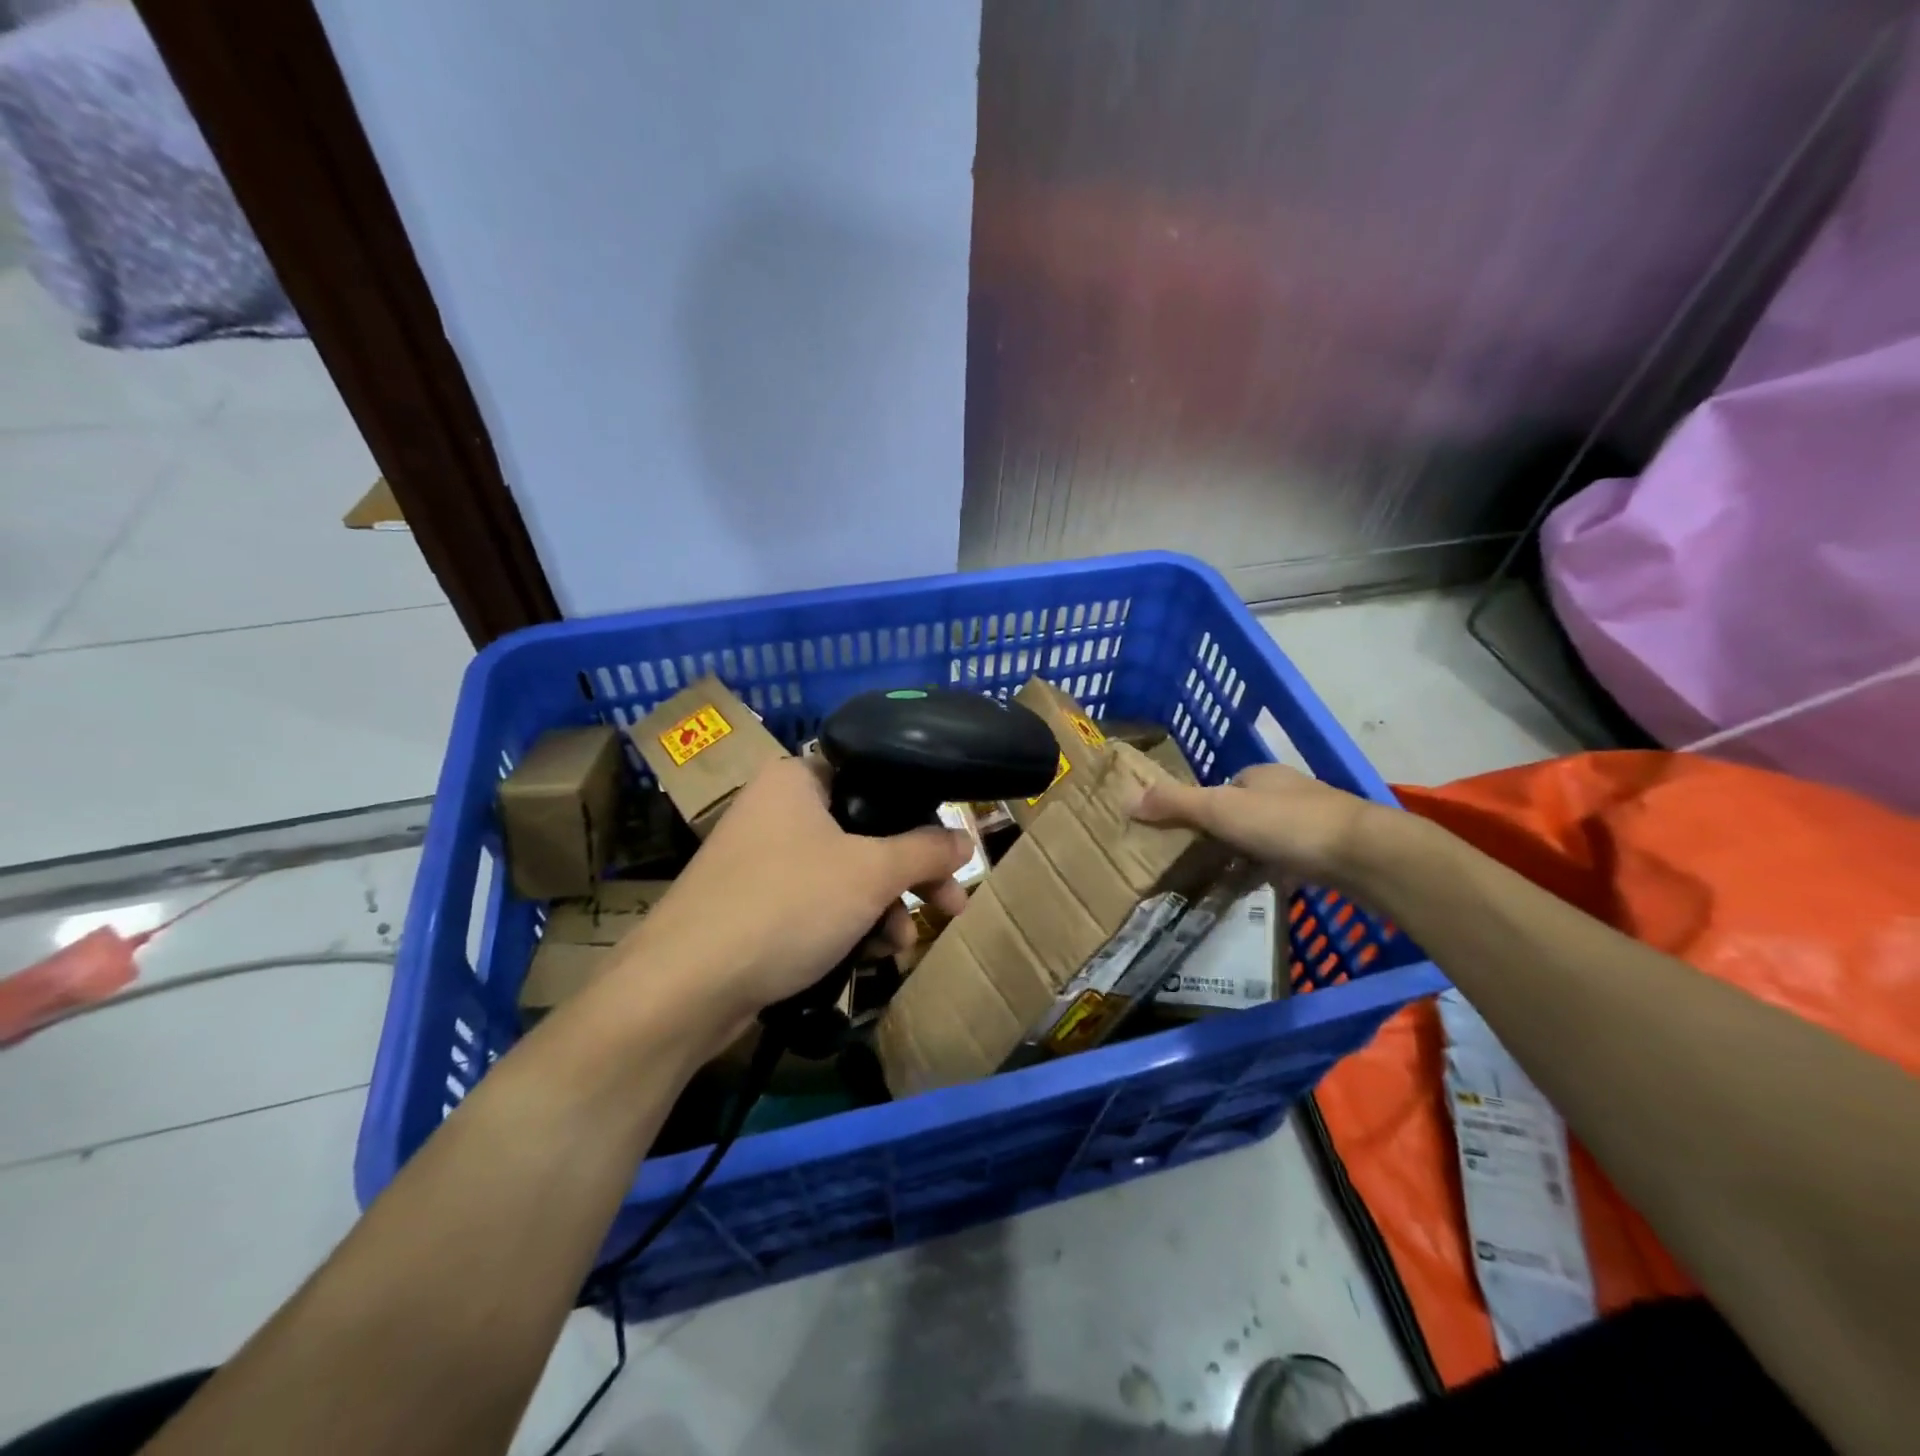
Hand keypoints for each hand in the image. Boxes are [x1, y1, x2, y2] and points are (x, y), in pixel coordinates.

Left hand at [611, 757, 972, 1038]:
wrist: (686, 986)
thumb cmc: (787, 905)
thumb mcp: (871, 873)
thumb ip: (926, 851)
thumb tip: (967, 839)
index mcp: (797, 779)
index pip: (874, 778)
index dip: (918, 813)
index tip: (948, 850)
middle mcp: (777, 810)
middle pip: (865, 832)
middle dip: (910, 875)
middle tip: (950, 905)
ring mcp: (762, 859)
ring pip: (845, 873)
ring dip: (882, 907)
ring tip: (902, 944)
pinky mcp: (754, 905)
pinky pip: (817, 902)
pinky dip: (847, 924)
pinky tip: (868, 956)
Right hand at [1130, 762, 1384, 886]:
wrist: (1365, 854)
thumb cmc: (1287, 824)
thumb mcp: (1221, 810)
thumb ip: (1176, 804)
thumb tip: (1126, 798)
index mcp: (1261, 775)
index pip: (1223, 786)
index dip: (1202, 806)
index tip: (1185, 833)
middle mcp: (1288, 792)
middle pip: (1246, 811)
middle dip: (1226, 833)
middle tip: (1201, 861)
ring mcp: (1315, 821)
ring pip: (1271, 837)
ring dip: (1252, 854)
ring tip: (1228, 881)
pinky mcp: (1333, 852)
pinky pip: (1293, 861)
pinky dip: (1278, 873)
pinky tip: (1268, 892)